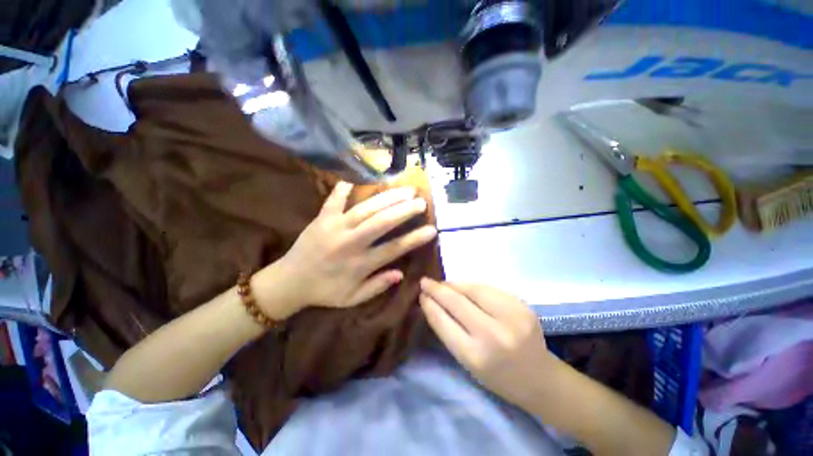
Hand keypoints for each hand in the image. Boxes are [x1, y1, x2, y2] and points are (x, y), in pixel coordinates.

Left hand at [257, 182, 436, 315]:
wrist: (289, 282)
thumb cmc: (324, 291)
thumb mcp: (352, 299)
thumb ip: (377, 286)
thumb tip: (401, 273)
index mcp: (360, 264)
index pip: (393, 248)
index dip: (414, 239)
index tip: (432, 230)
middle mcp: (350, 243)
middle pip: (381, 223)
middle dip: (403, 211)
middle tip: (421, 201)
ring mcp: (335, 227)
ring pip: (365, 209)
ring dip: (387, 198)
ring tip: (405, 189)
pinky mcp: (321, 218)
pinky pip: (334, 199)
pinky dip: (345, 186)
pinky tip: (357, 175)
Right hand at [419, 279, 559, 406]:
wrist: (540, 378)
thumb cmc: (497, 376)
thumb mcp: (467, 361)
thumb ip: (449, 331)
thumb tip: (433, 302)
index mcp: (476, 356)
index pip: (444, 322)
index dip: (430, 305)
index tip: (420, 294)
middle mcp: (494, 334)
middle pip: (457, 302)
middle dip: (438, 289)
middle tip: (425, 281)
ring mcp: (511, 316)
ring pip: (474, 289)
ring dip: (454, 284)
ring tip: (443, 284)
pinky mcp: (522, 305)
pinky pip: (489, 288)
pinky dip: (472, 286)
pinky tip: (463, 287)